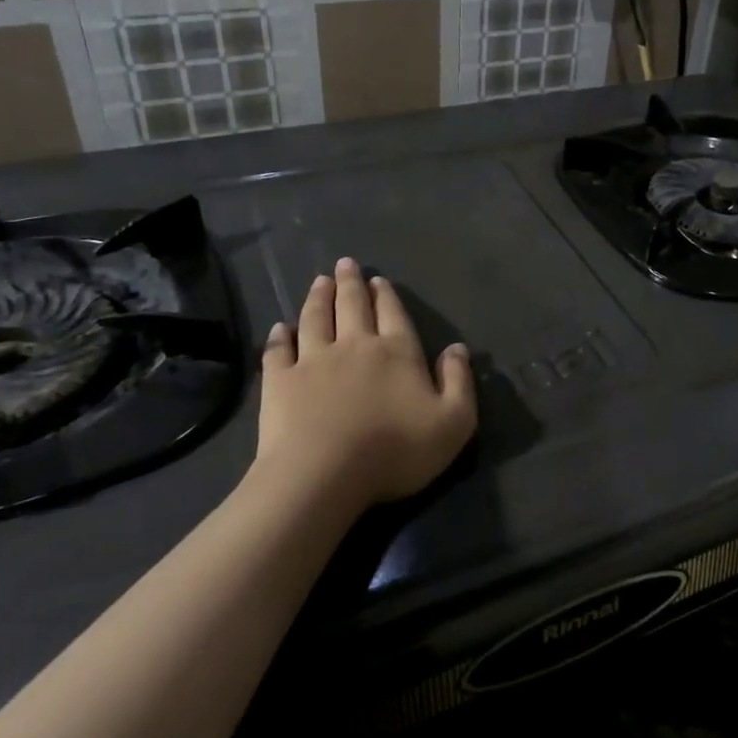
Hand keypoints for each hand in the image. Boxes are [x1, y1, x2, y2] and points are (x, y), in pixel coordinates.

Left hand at [251, 258, 476, 509]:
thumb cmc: (395, 449)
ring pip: (316, 319)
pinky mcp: (280, 381)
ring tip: (319, 281)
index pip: (393, 314)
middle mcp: (355, 345)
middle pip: (353, 306)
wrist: (324, 474)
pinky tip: (279, 328)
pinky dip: (279, 337)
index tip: (378, 279)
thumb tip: (457, 349)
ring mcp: (313, 360)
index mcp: (397, 352)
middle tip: (345, 264)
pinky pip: (278, 350)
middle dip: (351, 283)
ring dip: (318, 298)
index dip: (387, 296)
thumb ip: (459, 382)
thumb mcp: (453, 422)